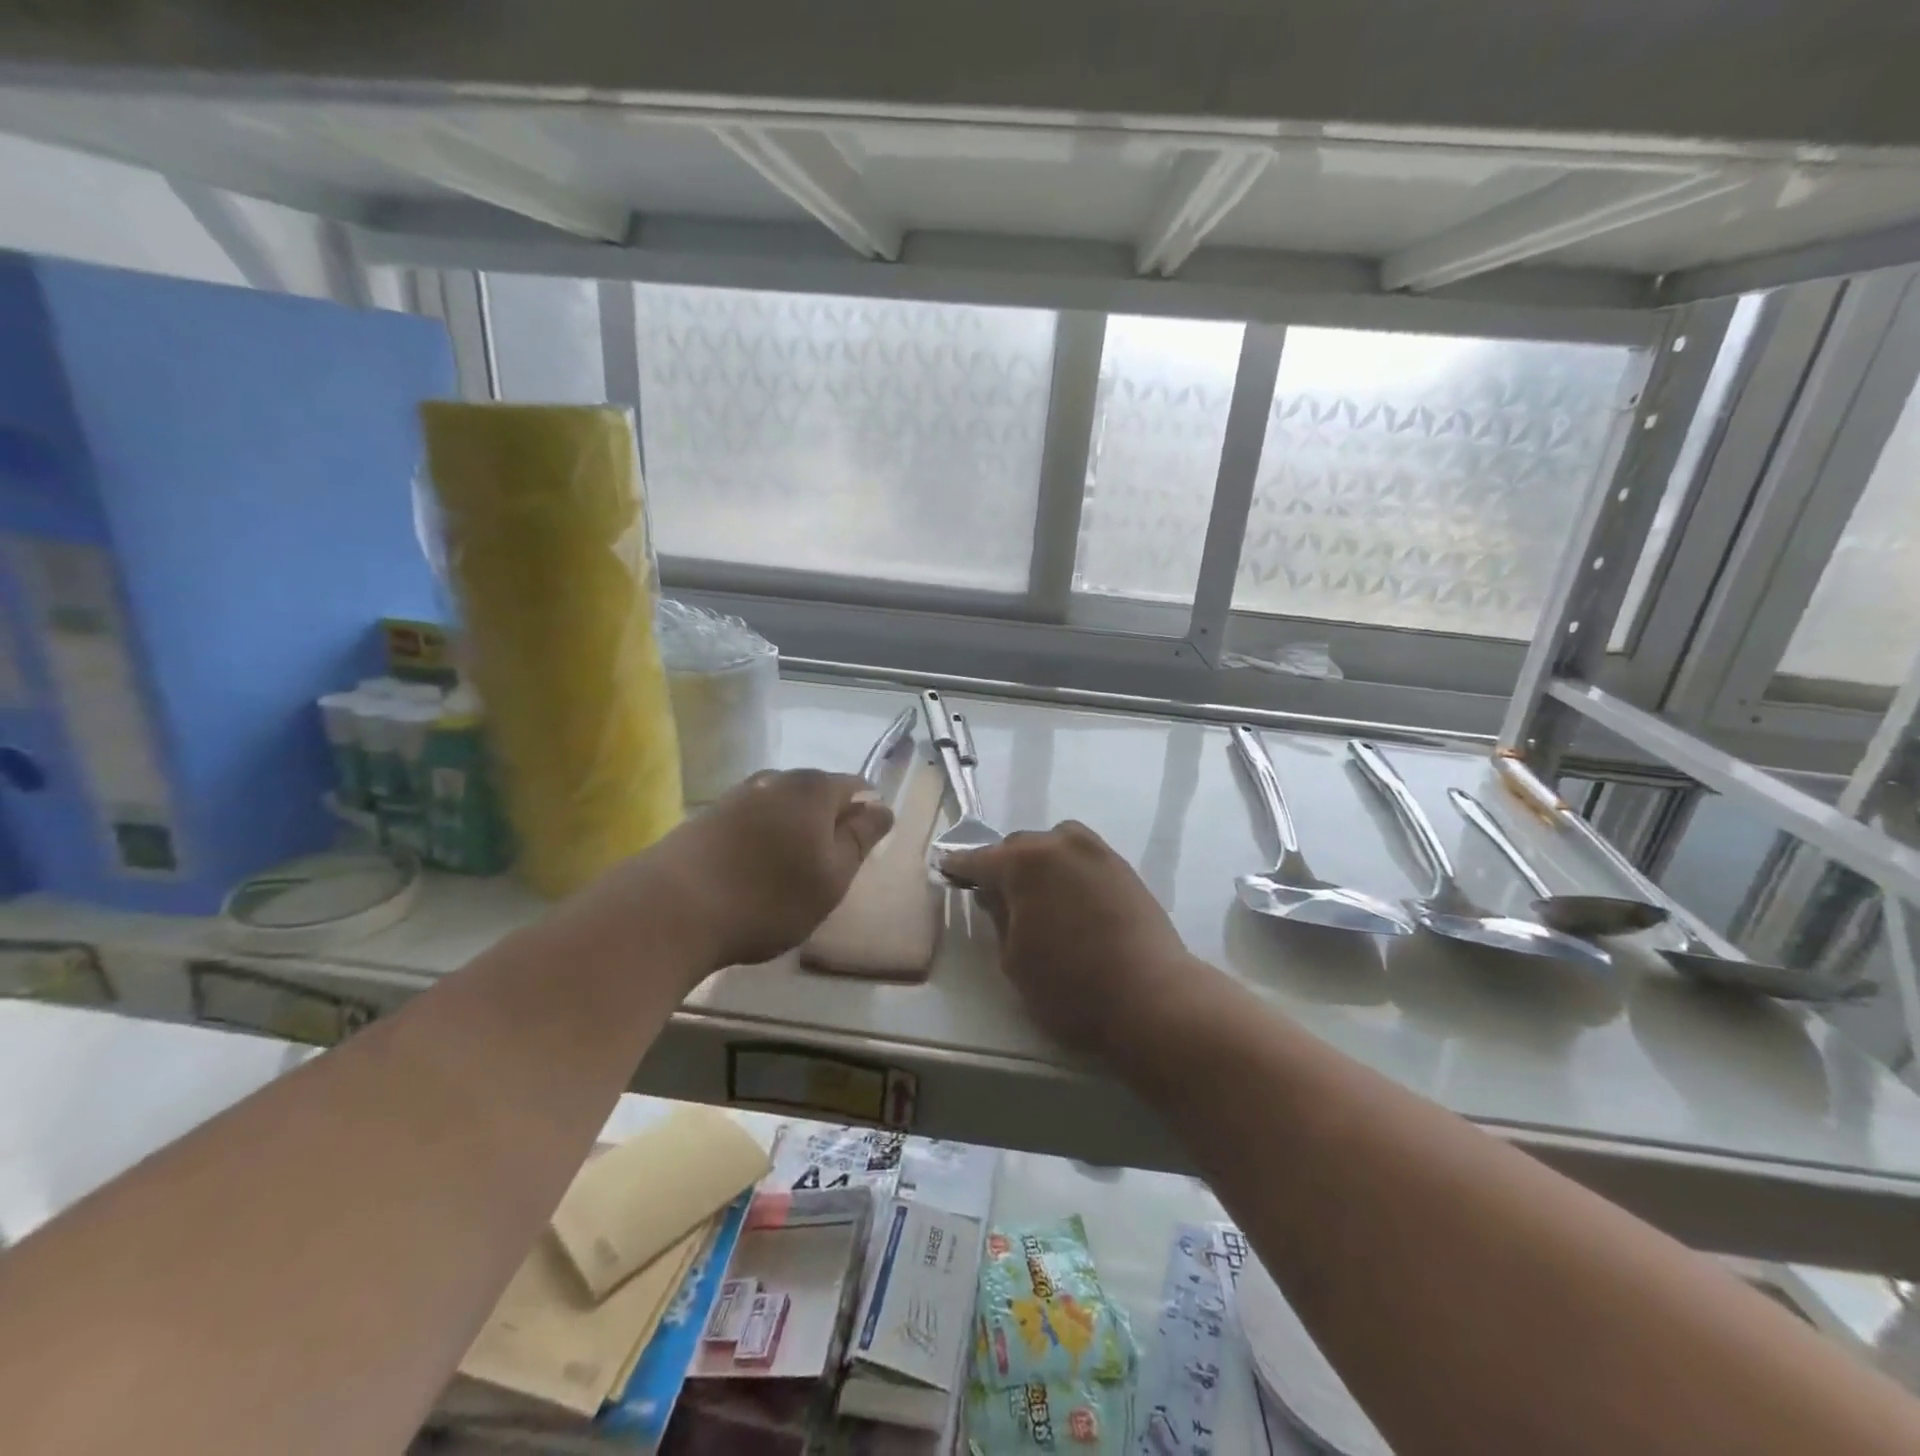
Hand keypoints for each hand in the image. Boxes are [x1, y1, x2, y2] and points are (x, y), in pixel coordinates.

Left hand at [570, 769, 893, 980]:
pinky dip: (761, 841)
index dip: (866, 814)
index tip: (863, 849)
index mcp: (814, 788)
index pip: (856, 786)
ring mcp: (737, 795)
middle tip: (829, 867)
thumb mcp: (832, 876)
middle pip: (816, 794)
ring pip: (781, 808)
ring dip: (792, 833)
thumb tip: (881, 807)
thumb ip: (860, 838)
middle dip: (827, 823)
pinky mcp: (706, 817)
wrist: (672, 909)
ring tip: (790, 873)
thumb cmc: (768, 896)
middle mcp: (776, 780)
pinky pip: (751, 822)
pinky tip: (753, 871)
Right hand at [942, 822, 1194, 1061]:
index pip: (980, 859)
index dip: (960, 867)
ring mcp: (1097, 852)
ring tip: (1038, 894)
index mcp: (1024, 863)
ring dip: (1039, 862)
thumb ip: (999, 918)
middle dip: (1003, 865)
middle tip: (995, 893)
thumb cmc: (1070, 986)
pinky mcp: (1123, 867)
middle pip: (1019, 846)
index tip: (947, 869)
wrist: (1151, 997)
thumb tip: (994, 894)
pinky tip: (1070, 899)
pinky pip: (1083, 857)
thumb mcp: (1014, 960)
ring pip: (1055, 844)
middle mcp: (1060, 845)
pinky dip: (1068, 870)